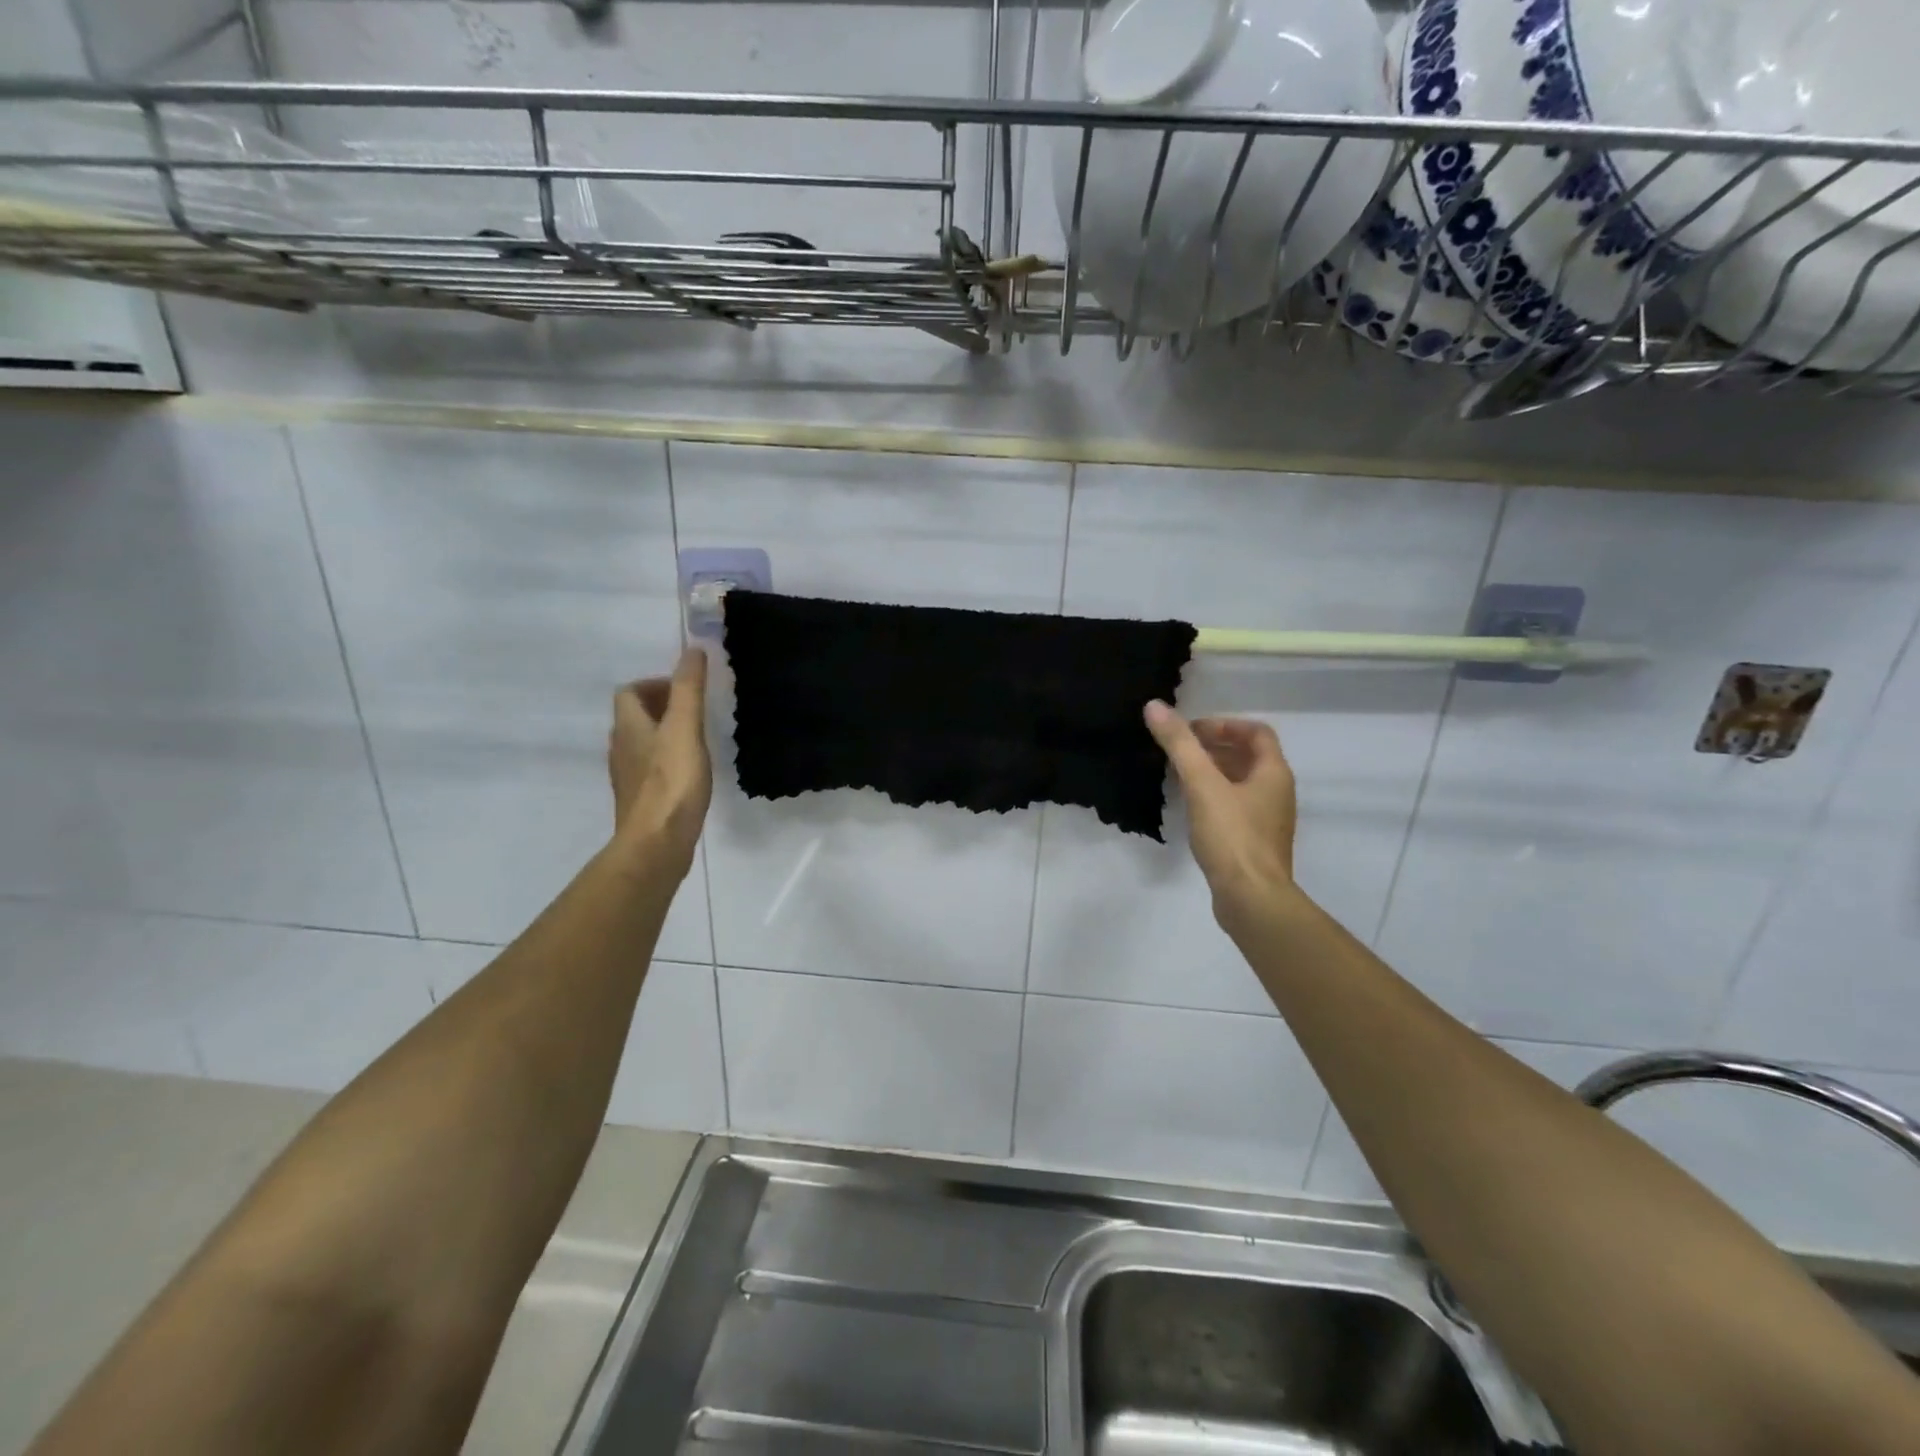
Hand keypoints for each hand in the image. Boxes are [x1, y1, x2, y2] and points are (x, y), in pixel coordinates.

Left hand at [609, 647, 712, 869]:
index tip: (685, 690)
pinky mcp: (640, 799)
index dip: (654, 684)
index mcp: (628, 726)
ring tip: (695, 738)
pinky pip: (649, 768)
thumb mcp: (685, 729)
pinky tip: (689, 771)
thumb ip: (689, 689)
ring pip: (641, 743)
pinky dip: (666, 760)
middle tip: (694, 711)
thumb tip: (692, 649)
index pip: (629, 692)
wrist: (657, 843)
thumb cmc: (672, 782)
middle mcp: (621, 748)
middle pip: (634, 717)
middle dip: (661, 707)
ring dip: (664, 734)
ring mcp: (628, 776)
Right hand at [1145, 700, 1297, 929]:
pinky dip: (1213, 796)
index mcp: (1273, 773)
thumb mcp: (1202, 785)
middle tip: (1180, 749)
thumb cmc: (1232, 836)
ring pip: (1240, 782)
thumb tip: (1155, 706)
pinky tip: (1189, 806)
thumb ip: (1180, 745)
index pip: (1257, 732)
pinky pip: (1234, 806)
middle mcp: (1276, 792)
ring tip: (1178, 773)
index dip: (1224, 725)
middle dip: (1215, 746)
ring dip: (1212, 771)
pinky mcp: (1253, 842)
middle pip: (1249, 756)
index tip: (1192, 731)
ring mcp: (1267, 819)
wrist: (1251, 900)